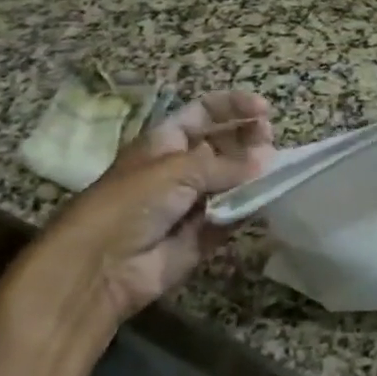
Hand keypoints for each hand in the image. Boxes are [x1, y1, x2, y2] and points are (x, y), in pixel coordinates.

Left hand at [9, 91, 274, 345]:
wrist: (100, 268)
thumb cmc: (131, 202)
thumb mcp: (177, 170)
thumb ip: (226, 164)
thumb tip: (267, 158)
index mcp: (165, 142)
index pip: (204, 113)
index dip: (233, 107)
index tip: (265, 109)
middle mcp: (179, 168)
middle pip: (222, 146)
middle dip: (248, 140)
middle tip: (270, 143)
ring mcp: (192, 203)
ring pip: (232, 182)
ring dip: (253, 175)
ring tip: (276, 170)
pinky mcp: (202, 236)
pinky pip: (232, 216)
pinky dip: (250, 208)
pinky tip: (268, 199)